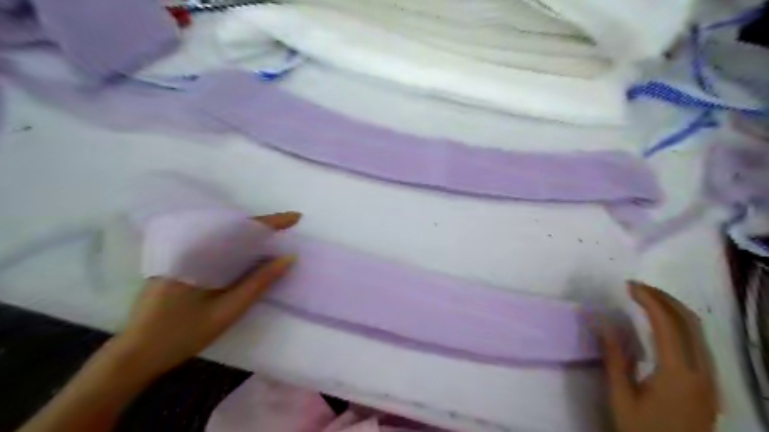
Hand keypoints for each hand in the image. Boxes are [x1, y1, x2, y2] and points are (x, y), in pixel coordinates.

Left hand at [114, 212, 301, 377]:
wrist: (135, 355)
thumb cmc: (181, 334)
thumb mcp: (227, 311)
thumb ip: (258, 283)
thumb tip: (287, 258)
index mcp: (197, 255)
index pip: (240, 230)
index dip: (270, 222)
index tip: (295, 217)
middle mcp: (187, 248)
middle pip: (232, 227)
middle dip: (262, 225)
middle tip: (288, 227)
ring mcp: (181, 256)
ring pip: (223, 236)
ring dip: (250, 235)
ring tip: (275, 237)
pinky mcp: (180, 265)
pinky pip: (214, 247)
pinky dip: (236, 247)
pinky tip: (248, 254)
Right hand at [600, 282, 720, 430]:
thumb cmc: (641, 431)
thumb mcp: (620, 396)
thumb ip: (614, 356)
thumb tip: (602, 321)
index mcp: (678, 374)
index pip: (668, 324)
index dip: (649, 299)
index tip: (628, 286)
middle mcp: (702, 372)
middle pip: (690, 322)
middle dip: (663, 297)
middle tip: (636, 287)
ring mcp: (711, 378)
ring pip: (699, 331)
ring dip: (673, 308)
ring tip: (645, 299)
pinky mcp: (710, 383)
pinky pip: (699, 342)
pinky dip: (680, 324)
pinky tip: (661, 323)